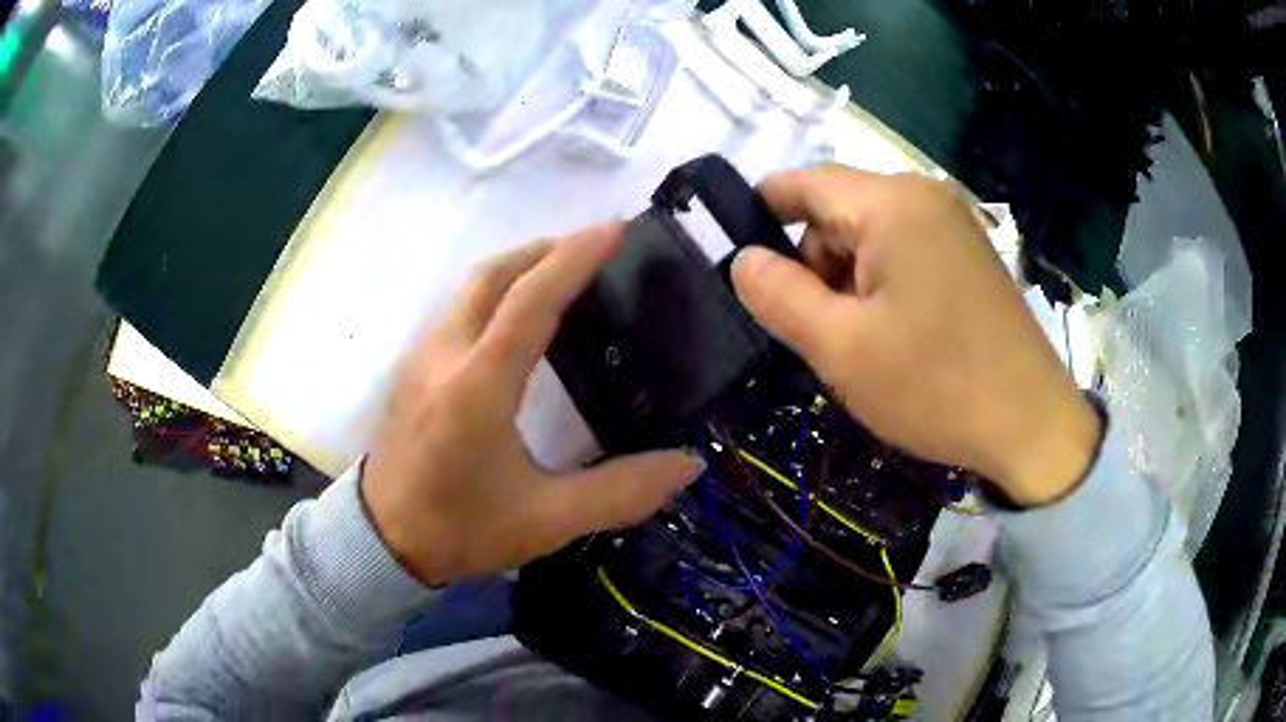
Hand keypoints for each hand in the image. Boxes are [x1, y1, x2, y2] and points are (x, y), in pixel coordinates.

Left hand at [362, 224, 702, 584]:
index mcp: (479, 385)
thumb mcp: (547, 521)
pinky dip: (493, 291)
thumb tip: (687, 465)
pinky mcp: (411, 368)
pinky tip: (515, 316)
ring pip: (470, 287)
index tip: (615, 228)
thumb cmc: (461, 529)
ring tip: (561, 274)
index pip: (531, 299)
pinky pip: (457, 307)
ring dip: (517, 266)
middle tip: (593, 250)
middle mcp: (445, 355)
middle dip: (546, 250)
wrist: (383, 541)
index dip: (575, 257)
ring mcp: (421, 357)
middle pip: (494, 274)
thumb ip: (621, 492)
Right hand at [731, 167, 1100, 505]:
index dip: (761, 211)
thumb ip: (779, 295)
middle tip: (813, 330)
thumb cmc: (936, 385)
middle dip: (813, 263)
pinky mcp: (969, 256)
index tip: (736, 257)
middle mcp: (925, 197)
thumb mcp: (842, 347)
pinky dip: (882, 287)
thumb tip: (743, 259)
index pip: (803, 183)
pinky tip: (893, 337)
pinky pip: (905, 254)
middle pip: (839, 212)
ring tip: (857, 344)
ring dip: (848, 281)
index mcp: (892, 204)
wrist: (1032, 426)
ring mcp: (953, 226)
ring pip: (871, 237)